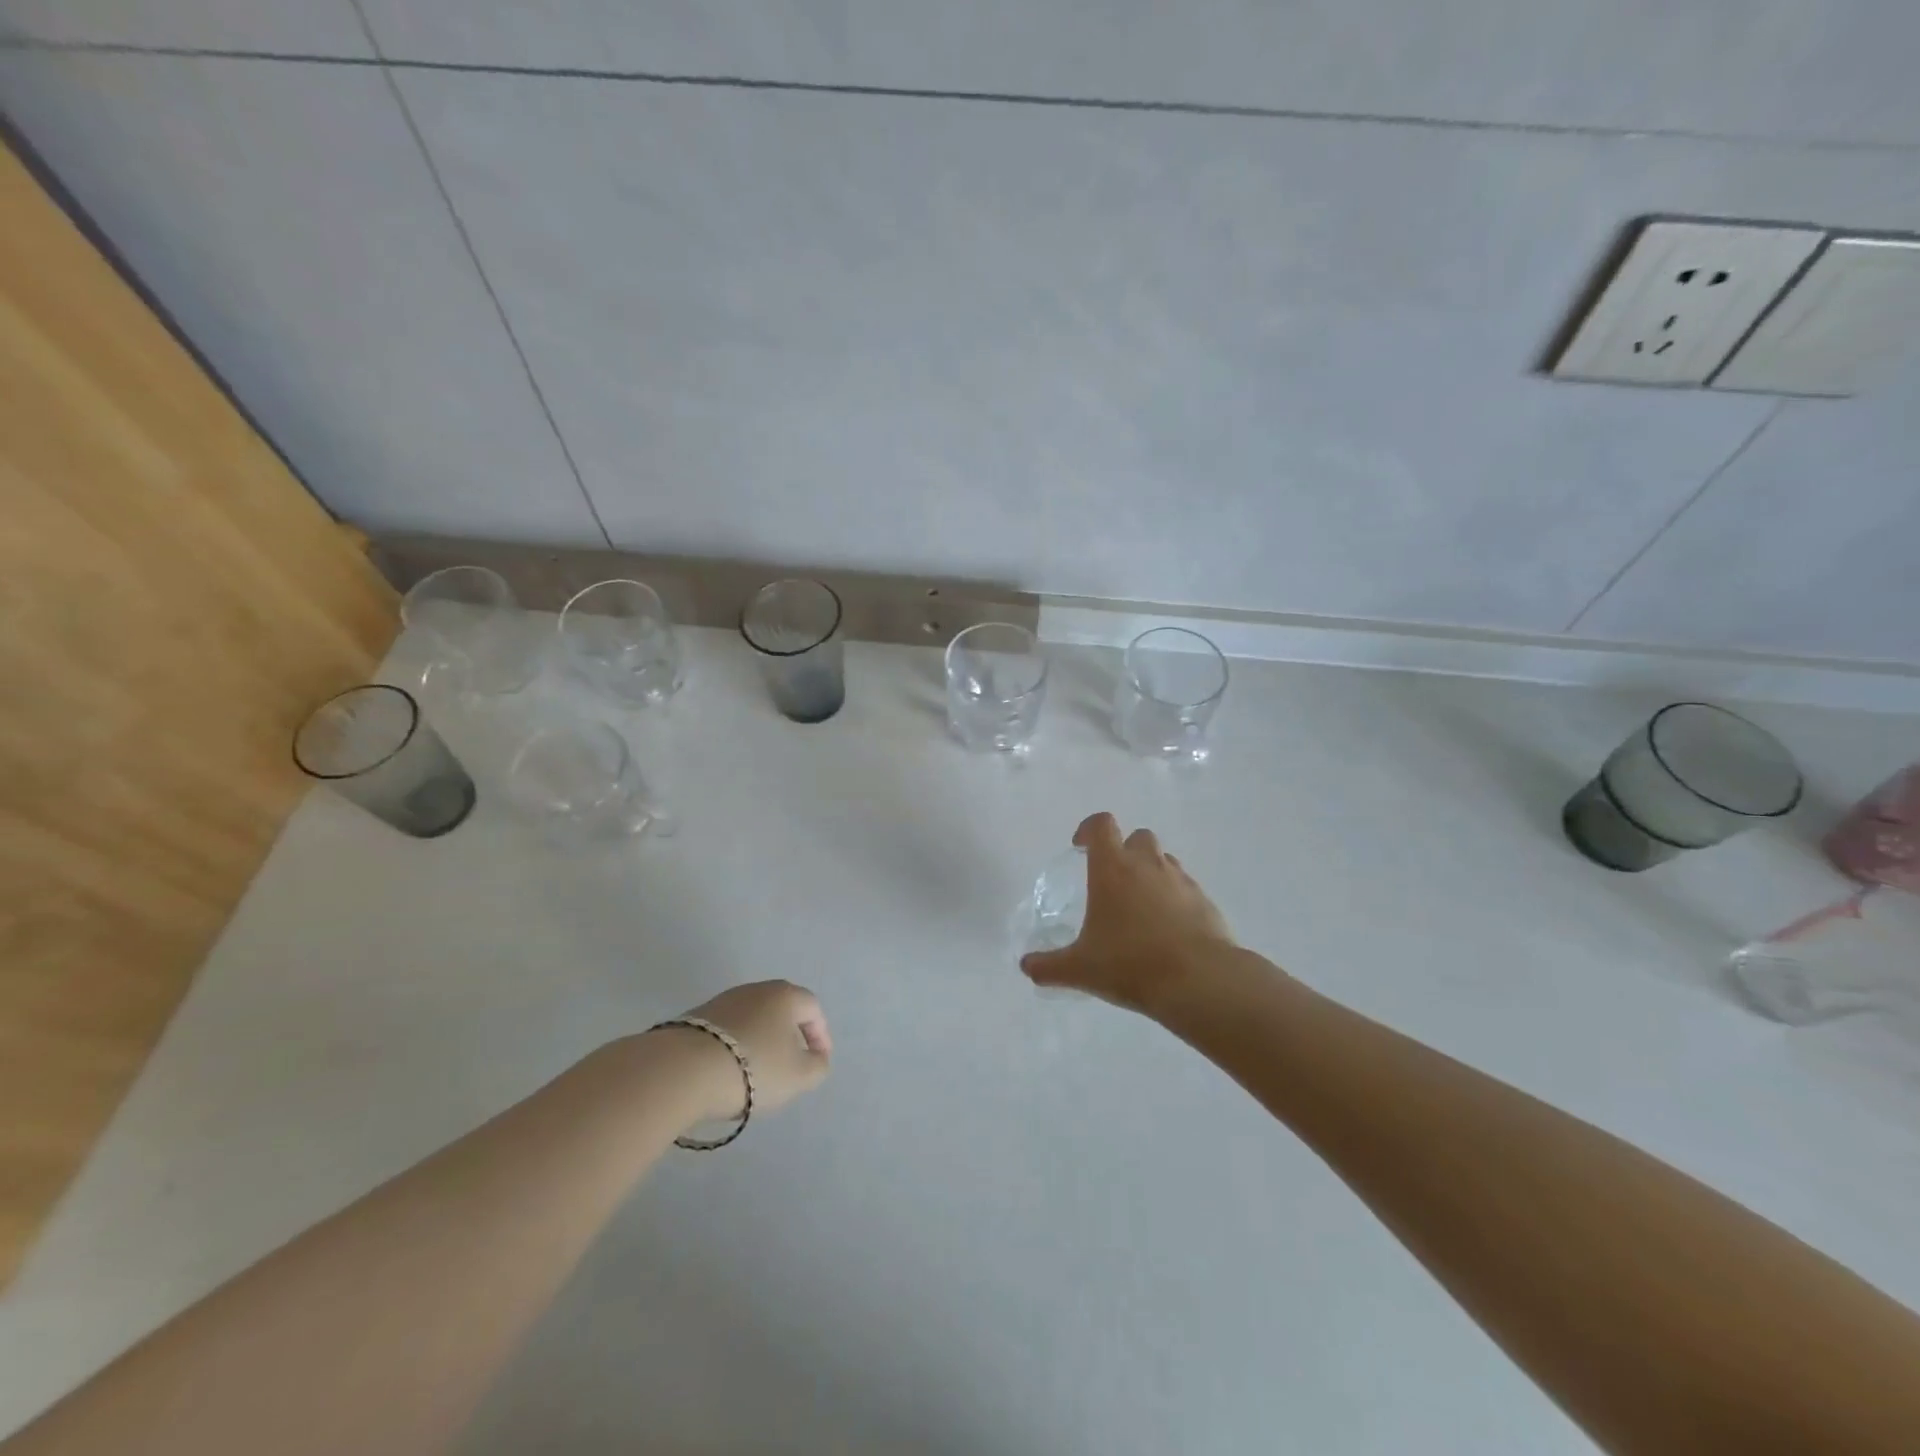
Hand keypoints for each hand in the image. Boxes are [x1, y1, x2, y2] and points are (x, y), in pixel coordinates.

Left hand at [668, 980, 832, 1123]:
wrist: (683, 1069)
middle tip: (791, 1063)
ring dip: (761, 1040)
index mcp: (785, 995)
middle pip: (781, 1009)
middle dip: (790, 1035)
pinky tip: (729, 1070)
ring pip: (753, 1018)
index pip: (812, 1008)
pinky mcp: (696, 1018)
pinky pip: (727, 1030)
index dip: (820, 1035)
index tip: (819, 1060)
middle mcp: (756, 989)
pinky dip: (735, 1046)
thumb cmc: (753, 1067)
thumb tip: (816, 1057)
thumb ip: (817, 1066)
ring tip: (758, 1071)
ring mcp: (723, 1001)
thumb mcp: (799, 1075)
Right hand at [1021, 813, 1237, 1015]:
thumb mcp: (1081, 969)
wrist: (1199, 981)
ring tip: (1140, 906)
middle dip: (1124, 850)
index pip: (1101, 825)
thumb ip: (1049, 966)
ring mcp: (1181, 881)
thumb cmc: (1130, 963)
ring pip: (1164, 860)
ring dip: (1150, 872)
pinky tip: (1167, 930)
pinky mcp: (1205, 902)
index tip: (1079, 846)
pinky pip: (1186, 888)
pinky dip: (1174, 899)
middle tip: (1112, 880)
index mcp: (1113, 868)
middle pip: (1138, 837)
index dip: (1088, 829)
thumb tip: (1027, 966)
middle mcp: (1148, 865)